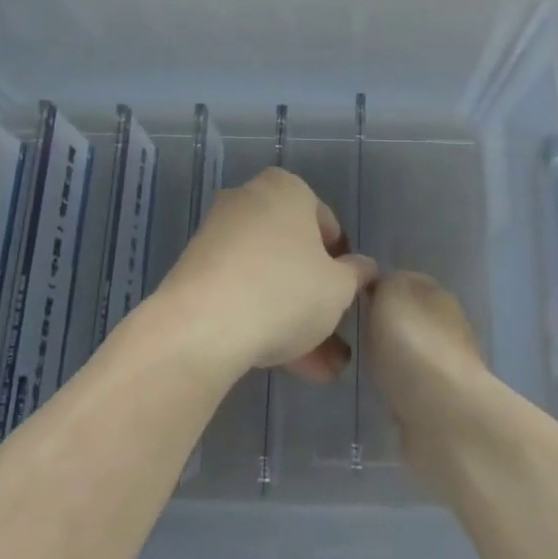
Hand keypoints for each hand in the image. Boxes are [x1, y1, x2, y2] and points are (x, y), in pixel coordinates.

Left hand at [154, 167, 375, 382]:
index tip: (347, 294)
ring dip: (293, 319)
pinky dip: (262, 320)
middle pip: (293, 252)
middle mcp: (248, 201)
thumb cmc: (285, 291)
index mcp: (285, 189)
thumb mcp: (339, 288)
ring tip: (317, 369)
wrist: (202, 327)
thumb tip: (362, 268)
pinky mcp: (195, 271)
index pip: (325, 222)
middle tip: (334, 337)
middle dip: (315, 298)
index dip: (342, 261)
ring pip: (268, 278)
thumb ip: (356, 274)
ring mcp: (217, 237)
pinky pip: (240, 292)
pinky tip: (283, 363)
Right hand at [364, 272, 494, 464]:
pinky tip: (380, 392)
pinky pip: (410, 384)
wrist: (443, 414)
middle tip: (351, 334)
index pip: (402, 281)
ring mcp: (446, 364)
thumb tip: (380, 288)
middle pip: (406, 317)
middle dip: (383, 325)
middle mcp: (446, 324)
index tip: (350, 302)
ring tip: (361, 365)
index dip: (377, 288)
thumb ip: (383, 284)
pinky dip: (397, 387)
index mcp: (436, 293)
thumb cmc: (412, 344)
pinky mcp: (441, 400)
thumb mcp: (390, 294)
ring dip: (390, 358)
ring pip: (408, 351)